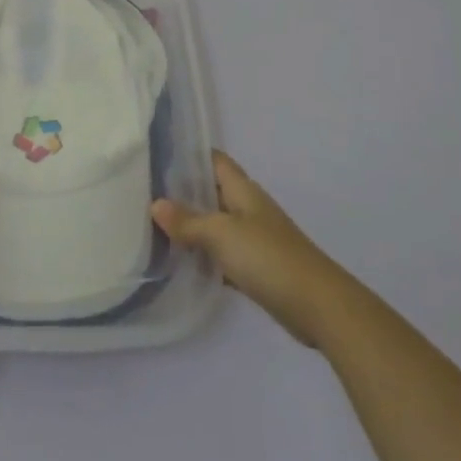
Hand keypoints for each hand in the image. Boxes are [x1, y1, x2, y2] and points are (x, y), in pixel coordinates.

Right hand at [153, 150, 347, 346]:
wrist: (317, 306)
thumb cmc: (268, 257)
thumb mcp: (222, 234)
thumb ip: (188, 221)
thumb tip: (155, 204)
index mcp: (243, 191)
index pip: (214, 161)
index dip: (189, 154)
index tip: (156, 153)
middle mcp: (247, 209)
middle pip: (211, 192)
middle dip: (181, 192)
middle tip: (143, 192)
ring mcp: (253, 240)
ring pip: (214, 225)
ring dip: (190, 226)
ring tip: (151, 225)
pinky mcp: (255, 269)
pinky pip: (221, 255)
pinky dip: (203, 256)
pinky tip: (179, 263)